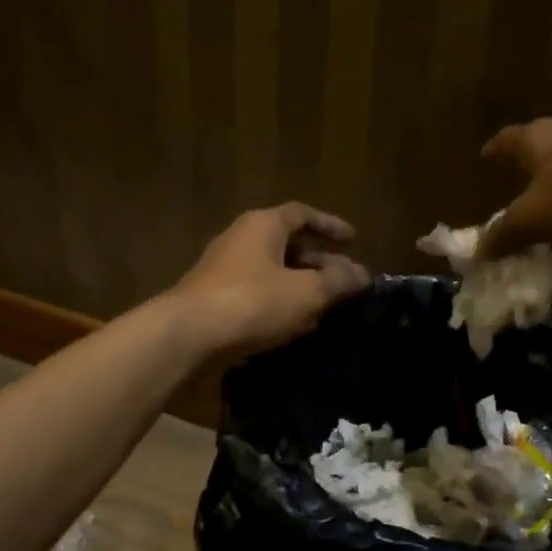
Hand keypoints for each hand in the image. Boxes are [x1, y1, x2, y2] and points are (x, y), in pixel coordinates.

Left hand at [171, 203, 370, 360]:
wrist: (188, 336)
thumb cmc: (252, 302)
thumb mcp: (306, 292)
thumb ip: (338, 281)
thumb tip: (363, 274)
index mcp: (263, 226)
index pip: (302, 214)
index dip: (330, 225)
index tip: (353, 240)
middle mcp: (241, 240)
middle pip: (287, 244)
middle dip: (319, 262)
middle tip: (345, 280)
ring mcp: (224, 271)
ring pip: (273, 272)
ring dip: (300, 286)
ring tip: (327, 306)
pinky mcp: (215, 300)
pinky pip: (256, 294)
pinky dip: (280, 304)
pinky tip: (295, 326)